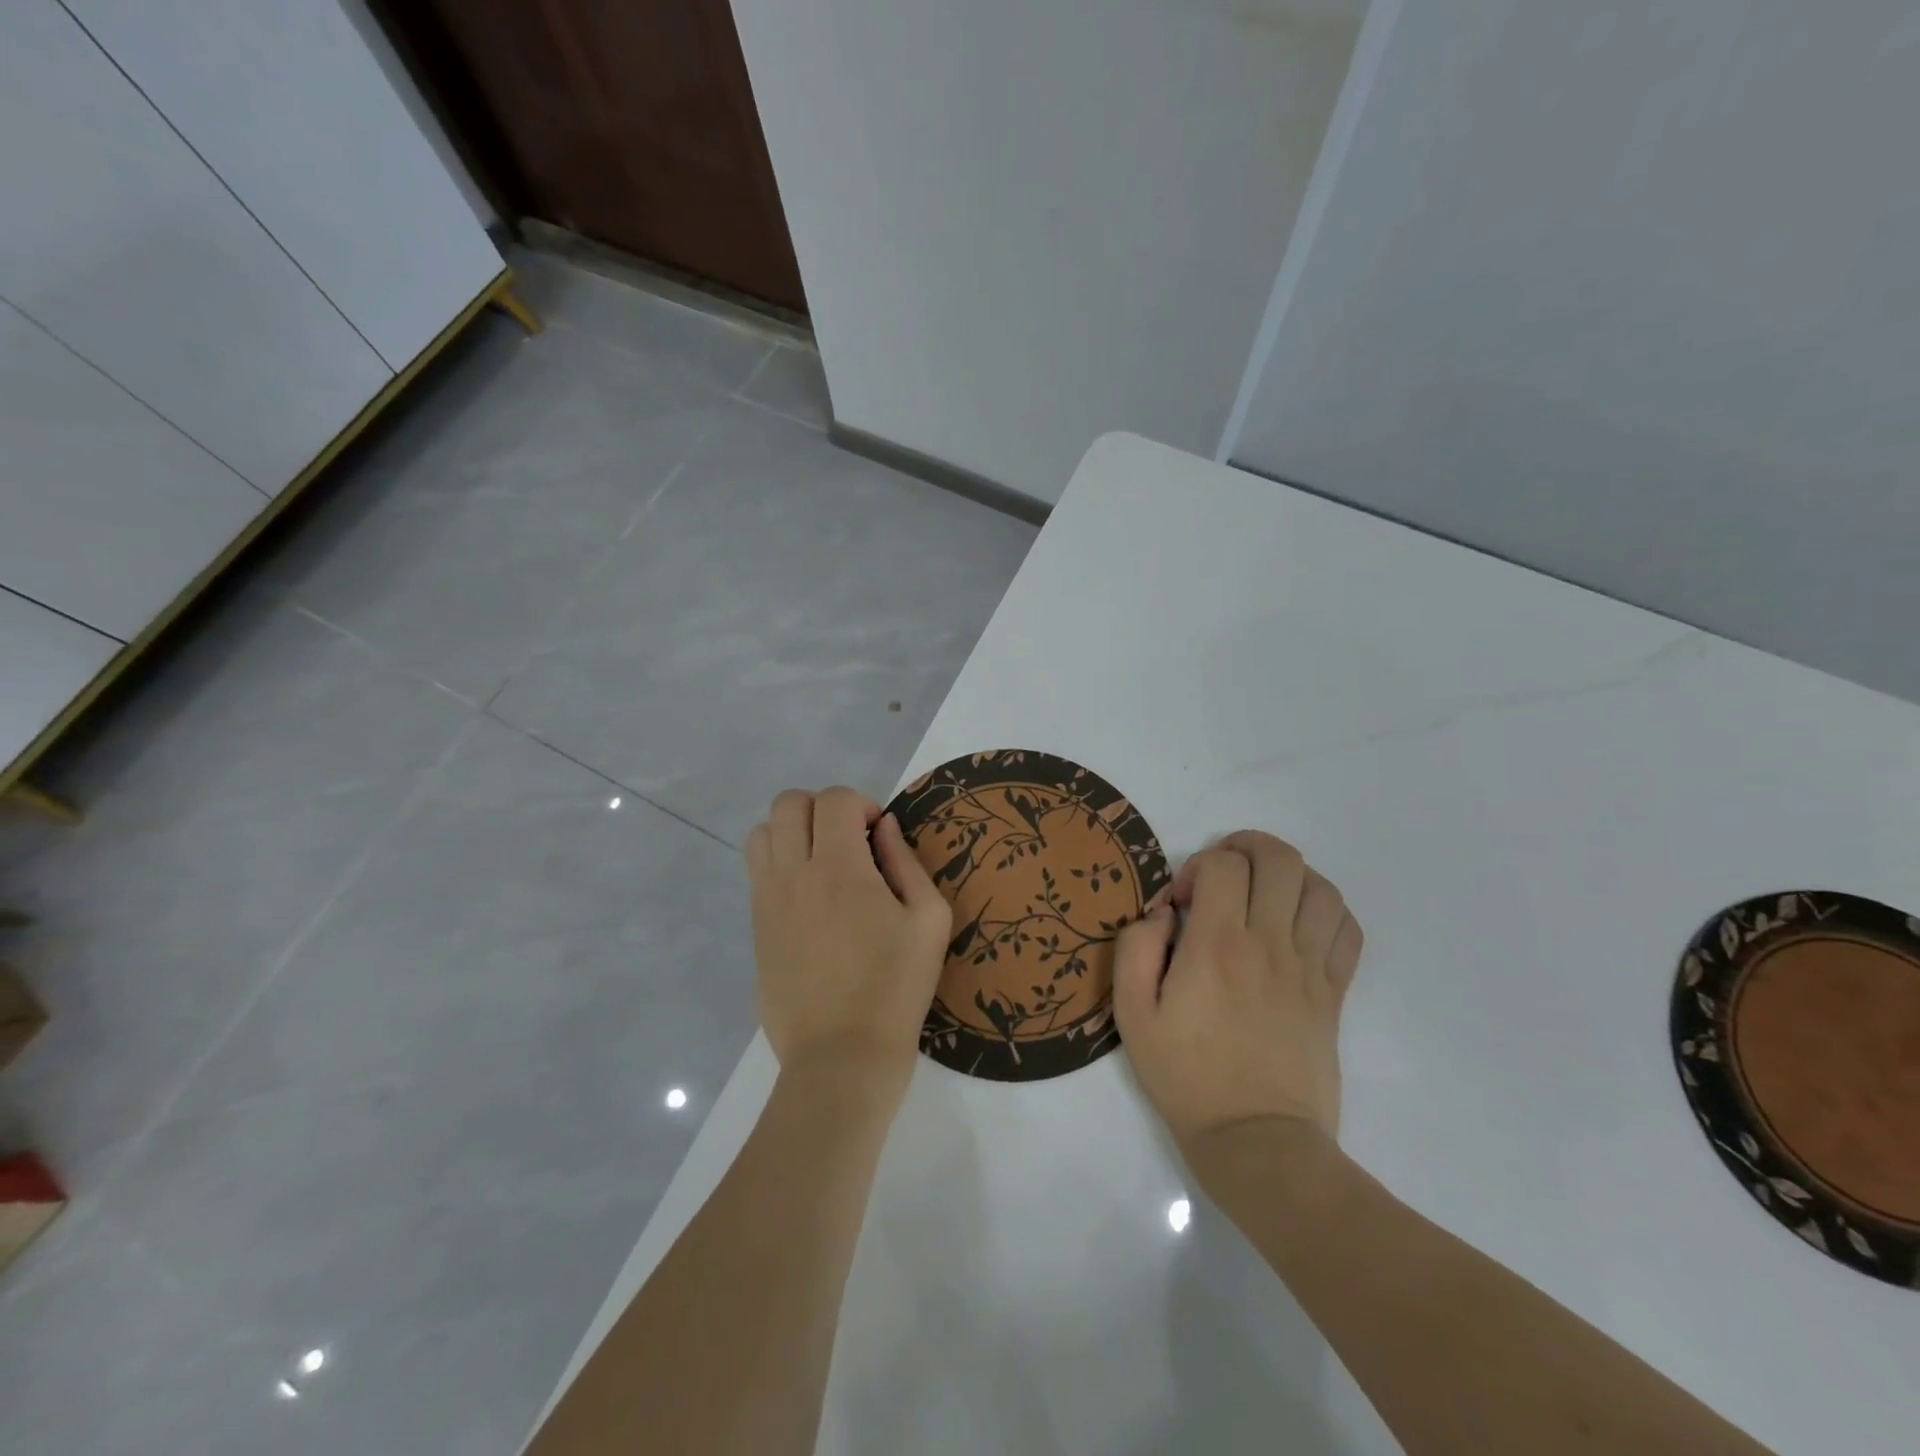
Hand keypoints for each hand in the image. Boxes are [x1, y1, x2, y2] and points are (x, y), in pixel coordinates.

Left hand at [745, 786, 952, 1110]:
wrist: (841, 1058)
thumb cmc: (896, 989)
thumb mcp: (928, 920)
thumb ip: (907, 862)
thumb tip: (885, 828)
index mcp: (839, 868)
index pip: (834, 799)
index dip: (862, 804)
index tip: (879, 836)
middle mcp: (792, 873)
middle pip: (789, 803)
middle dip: (824, 808)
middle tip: (851, 841)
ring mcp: (766, 900)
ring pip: (762, 832)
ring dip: (793, 831)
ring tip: (823, 862)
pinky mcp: (755, 927)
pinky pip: (756, 871)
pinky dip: (779, 862)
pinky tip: (809, 897)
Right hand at [1113, 831, 1361, 1161]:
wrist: (1257, 1141)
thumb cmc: (1187, 1076)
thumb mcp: (1133, 1015)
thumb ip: (1135, 949)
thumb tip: (1162, 912)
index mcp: (1217, 945)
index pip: (1224, 864)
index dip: (1199, 867)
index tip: (1183, 903)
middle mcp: (1269, 943)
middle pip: (1280, 859)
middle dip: (1247, 848)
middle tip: (1223, 875)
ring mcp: (1309, 967)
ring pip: (1320, 887)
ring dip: (1288, 875)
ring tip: (1262, 894)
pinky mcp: (1333, 992)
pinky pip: (1346, 929)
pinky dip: (1326, 910)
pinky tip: (1298, 924)